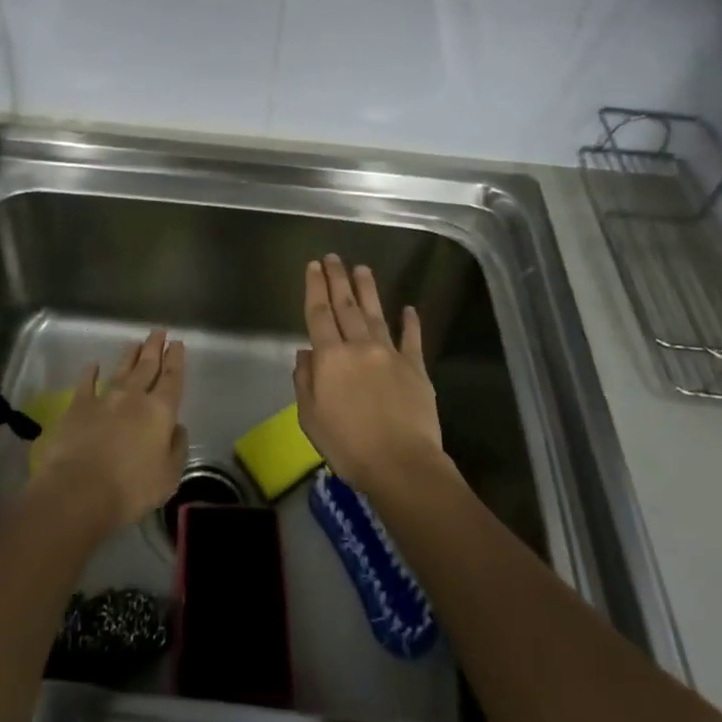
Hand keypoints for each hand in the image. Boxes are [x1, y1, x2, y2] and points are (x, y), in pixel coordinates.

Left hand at [31, 329, 187, 534]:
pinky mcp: (78, 407)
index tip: (177, 343)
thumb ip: (177, 448)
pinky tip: (92, 365)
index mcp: (160, 411)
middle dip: (154, 348)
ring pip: (120, 370)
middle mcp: (134, 397)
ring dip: (129, 356)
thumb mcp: (168, 476)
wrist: (79, 491)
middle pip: (147, 366)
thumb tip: (177, 428)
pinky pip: (86, 383)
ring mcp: (104, 399)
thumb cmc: (130, 489)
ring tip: (135, 343)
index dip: (176, 359)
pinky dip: (90, 373)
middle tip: (159, 331)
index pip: (172, 378)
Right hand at [294, 255, 448, 496]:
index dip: (315, 288)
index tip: (314, 266)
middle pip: (346, 306)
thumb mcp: (310, 418)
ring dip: (368, 290)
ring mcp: (390, 354)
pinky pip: (412, 339)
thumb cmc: (348, 445)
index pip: (319, 314)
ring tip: (362, 269)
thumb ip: (305, 381)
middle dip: (338, 279)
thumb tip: (305, 353)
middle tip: (334, 257)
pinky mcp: (416, 368)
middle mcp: (359, 347)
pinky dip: (410, 323)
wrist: (401, 464)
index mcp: (330, 358)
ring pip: (376, 314)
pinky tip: (409, 309)